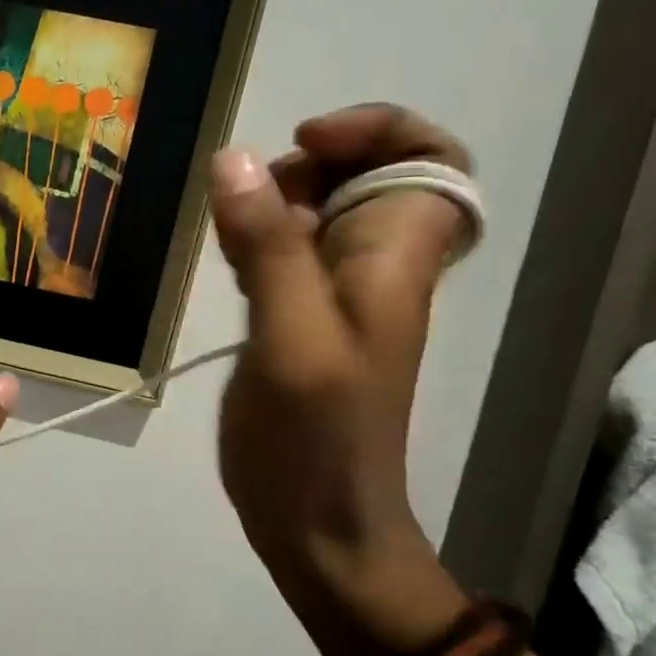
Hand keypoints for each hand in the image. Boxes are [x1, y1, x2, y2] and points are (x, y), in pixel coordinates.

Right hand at [211, 104, 474, 655]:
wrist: (316, 524)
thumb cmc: (315, 437)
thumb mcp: (291, 337)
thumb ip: (268, 246)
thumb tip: (234, 158)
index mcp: (393, 260)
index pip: (431, 158)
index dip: (378, 130)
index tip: (306, 143)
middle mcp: (373, 266)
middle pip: (366, 174)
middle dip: (309, 164)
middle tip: (252, 197)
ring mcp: (333, 295)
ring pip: (317, 212)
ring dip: (273, 201)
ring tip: (229, 231)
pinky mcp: (297, 320)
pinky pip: (285, 251)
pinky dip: (255, 237)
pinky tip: (225, 257)